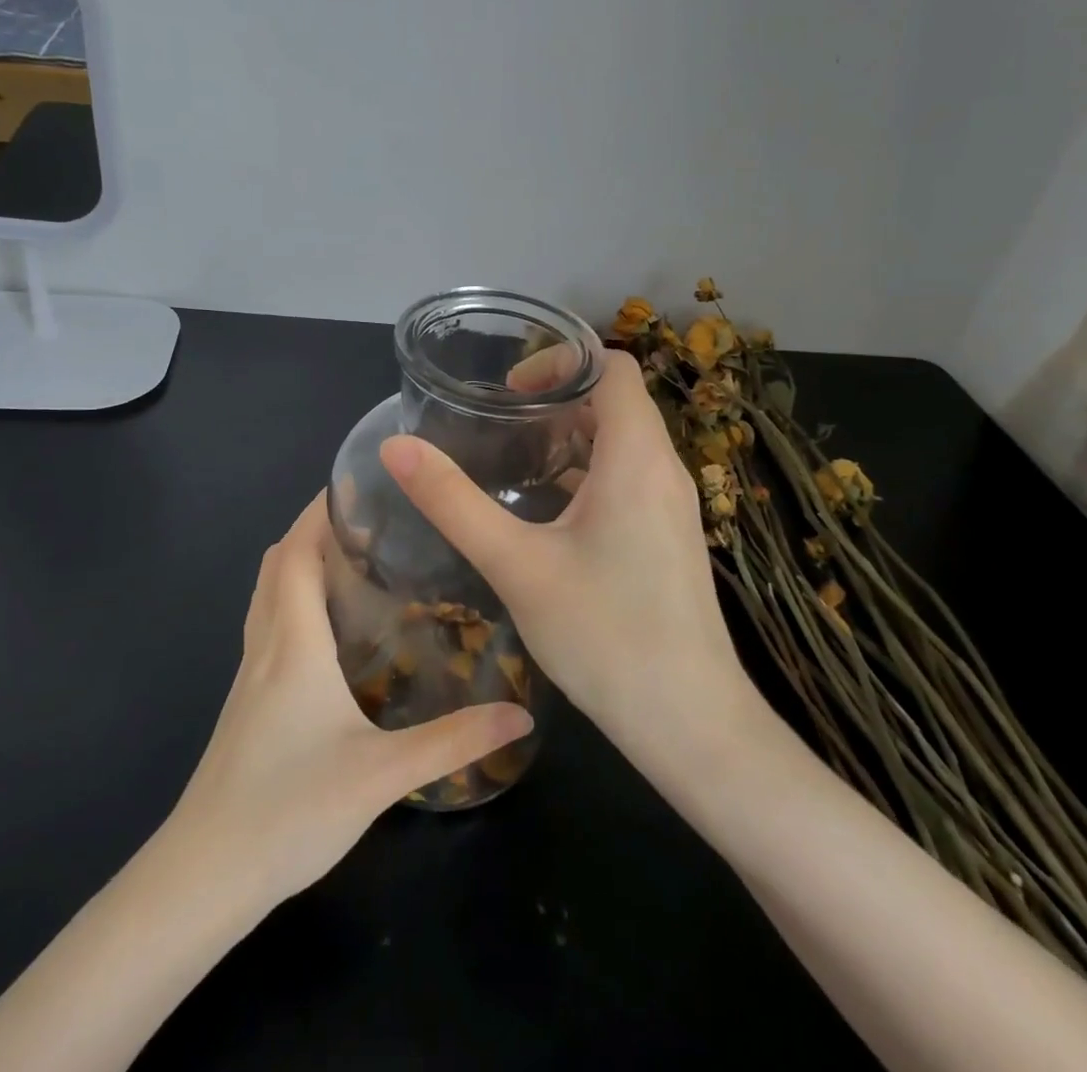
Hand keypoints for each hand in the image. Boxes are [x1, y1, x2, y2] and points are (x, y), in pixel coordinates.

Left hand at [168, 493, 533, 904]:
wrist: (204, 875)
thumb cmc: (288, 810)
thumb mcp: (381, 774)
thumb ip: (453, 742)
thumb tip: (520, 716)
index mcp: (294, 641)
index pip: (299, 550)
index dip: (321, 508)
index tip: (360, 482)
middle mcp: (266, 643)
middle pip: (280, 560)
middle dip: (316, 526)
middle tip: (371, 518)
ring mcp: (249, 672)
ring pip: (269, 590)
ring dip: (300, 559)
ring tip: (353, 556)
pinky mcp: (246, 699)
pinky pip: (267, 621)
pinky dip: (292, 596)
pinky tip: (327, 626)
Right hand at [379, 350, 751, 760]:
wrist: (691, 725)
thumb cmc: (605, 637)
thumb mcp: (516, 565)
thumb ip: (454, 502)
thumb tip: (396, 447)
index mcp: (637, 457)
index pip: (613, 367)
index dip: (561, 361)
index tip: (509, 391)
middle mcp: (664, 469)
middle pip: (615, 401)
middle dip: (557, 399)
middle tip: (500, 424)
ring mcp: (672, 506)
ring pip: (622, 442)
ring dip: (571, 437)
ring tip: (514, 462)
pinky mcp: (668, 537)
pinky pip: (628, 478)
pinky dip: (587, 472)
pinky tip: (545, 513)